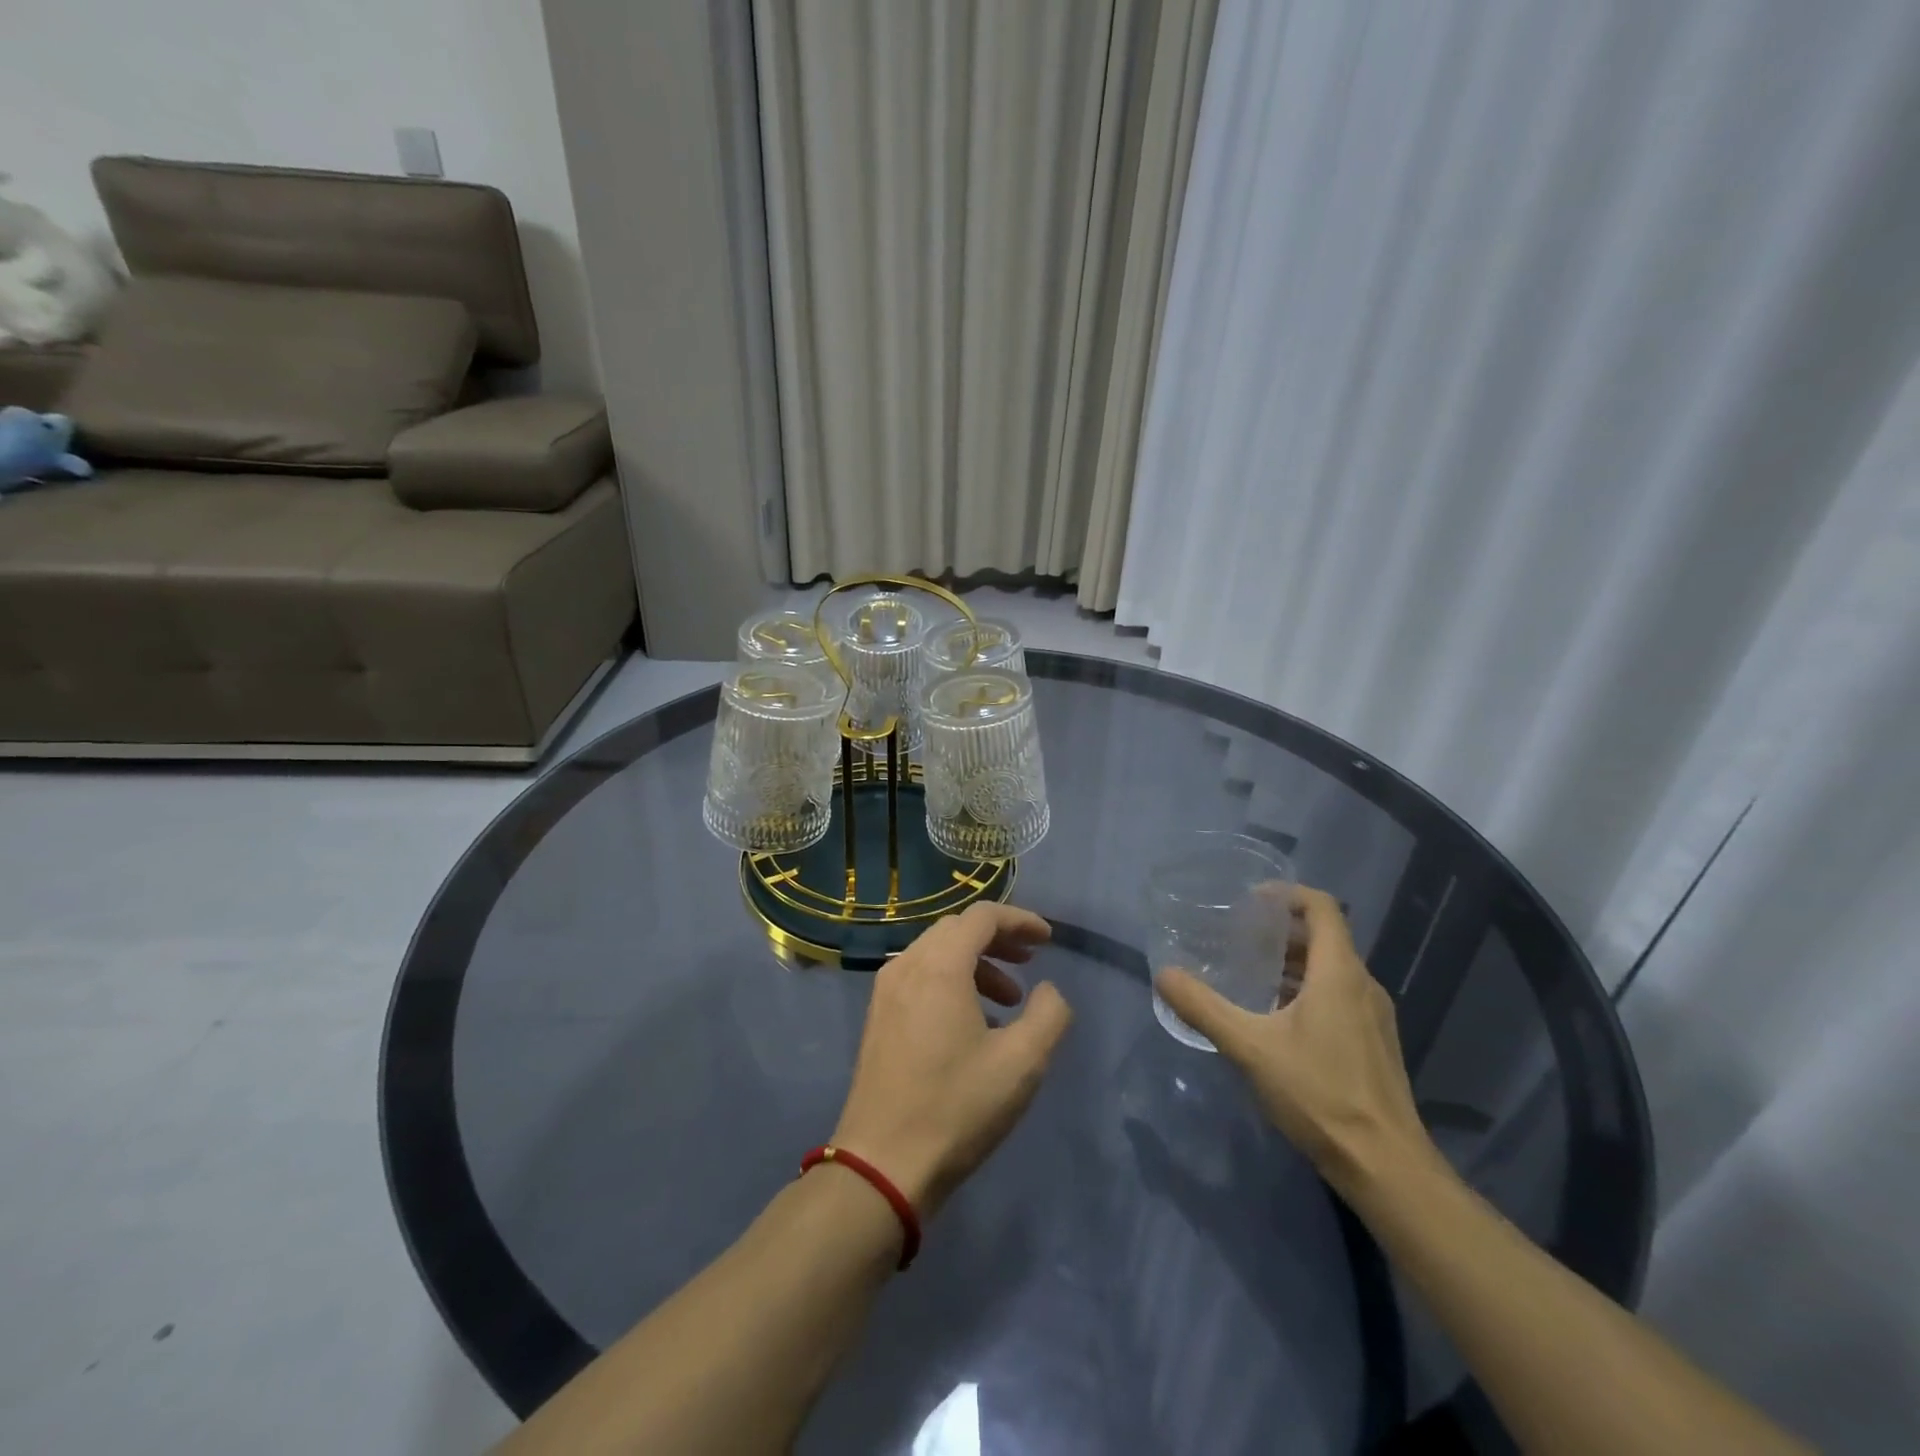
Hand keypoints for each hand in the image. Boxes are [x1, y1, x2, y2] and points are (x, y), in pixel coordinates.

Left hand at [832, 902, 1071, 1218]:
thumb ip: (1049, 1015)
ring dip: (976, 963)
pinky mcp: (878, 1018)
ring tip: (1009, 1000)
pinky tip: (973, 1022)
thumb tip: (1048, 991)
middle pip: (957, 929)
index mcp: (939, 967)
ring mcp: (886, 991)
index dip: (1020, 920)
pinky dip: (951, 981)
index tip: (1048, 940)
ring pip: (936, 953)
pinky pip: (919, 977)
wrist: (882, 1164)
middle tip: (1030, 962)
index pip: (982, 917)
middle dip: (998, 938)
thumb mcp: (1021, 1063)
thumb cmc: (956, 1107)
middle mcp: (907, 966)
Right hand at [1154, 886, 1435, 1196]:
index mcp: (1340, 973)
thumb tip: (1163, 975)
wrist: (1386, 1167)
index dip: (1288, 894)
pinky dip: (1308, 990)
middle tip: (1239, 935)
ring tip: (1251, 973)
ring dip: (1294, 962)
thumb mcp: (1250, 1047)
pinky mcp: (1375, 1044)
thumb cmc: (1319, 1095)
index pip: (1323, 908)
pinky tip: (1277, 1019)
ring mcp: (1375, 1017)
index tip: (1251, 899)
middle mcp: (1364, 986)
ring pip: (1332, 970)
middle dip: (1282, 929)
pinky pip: (1340, 997)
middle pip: (1325, 937)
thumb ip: (1204, 1008)